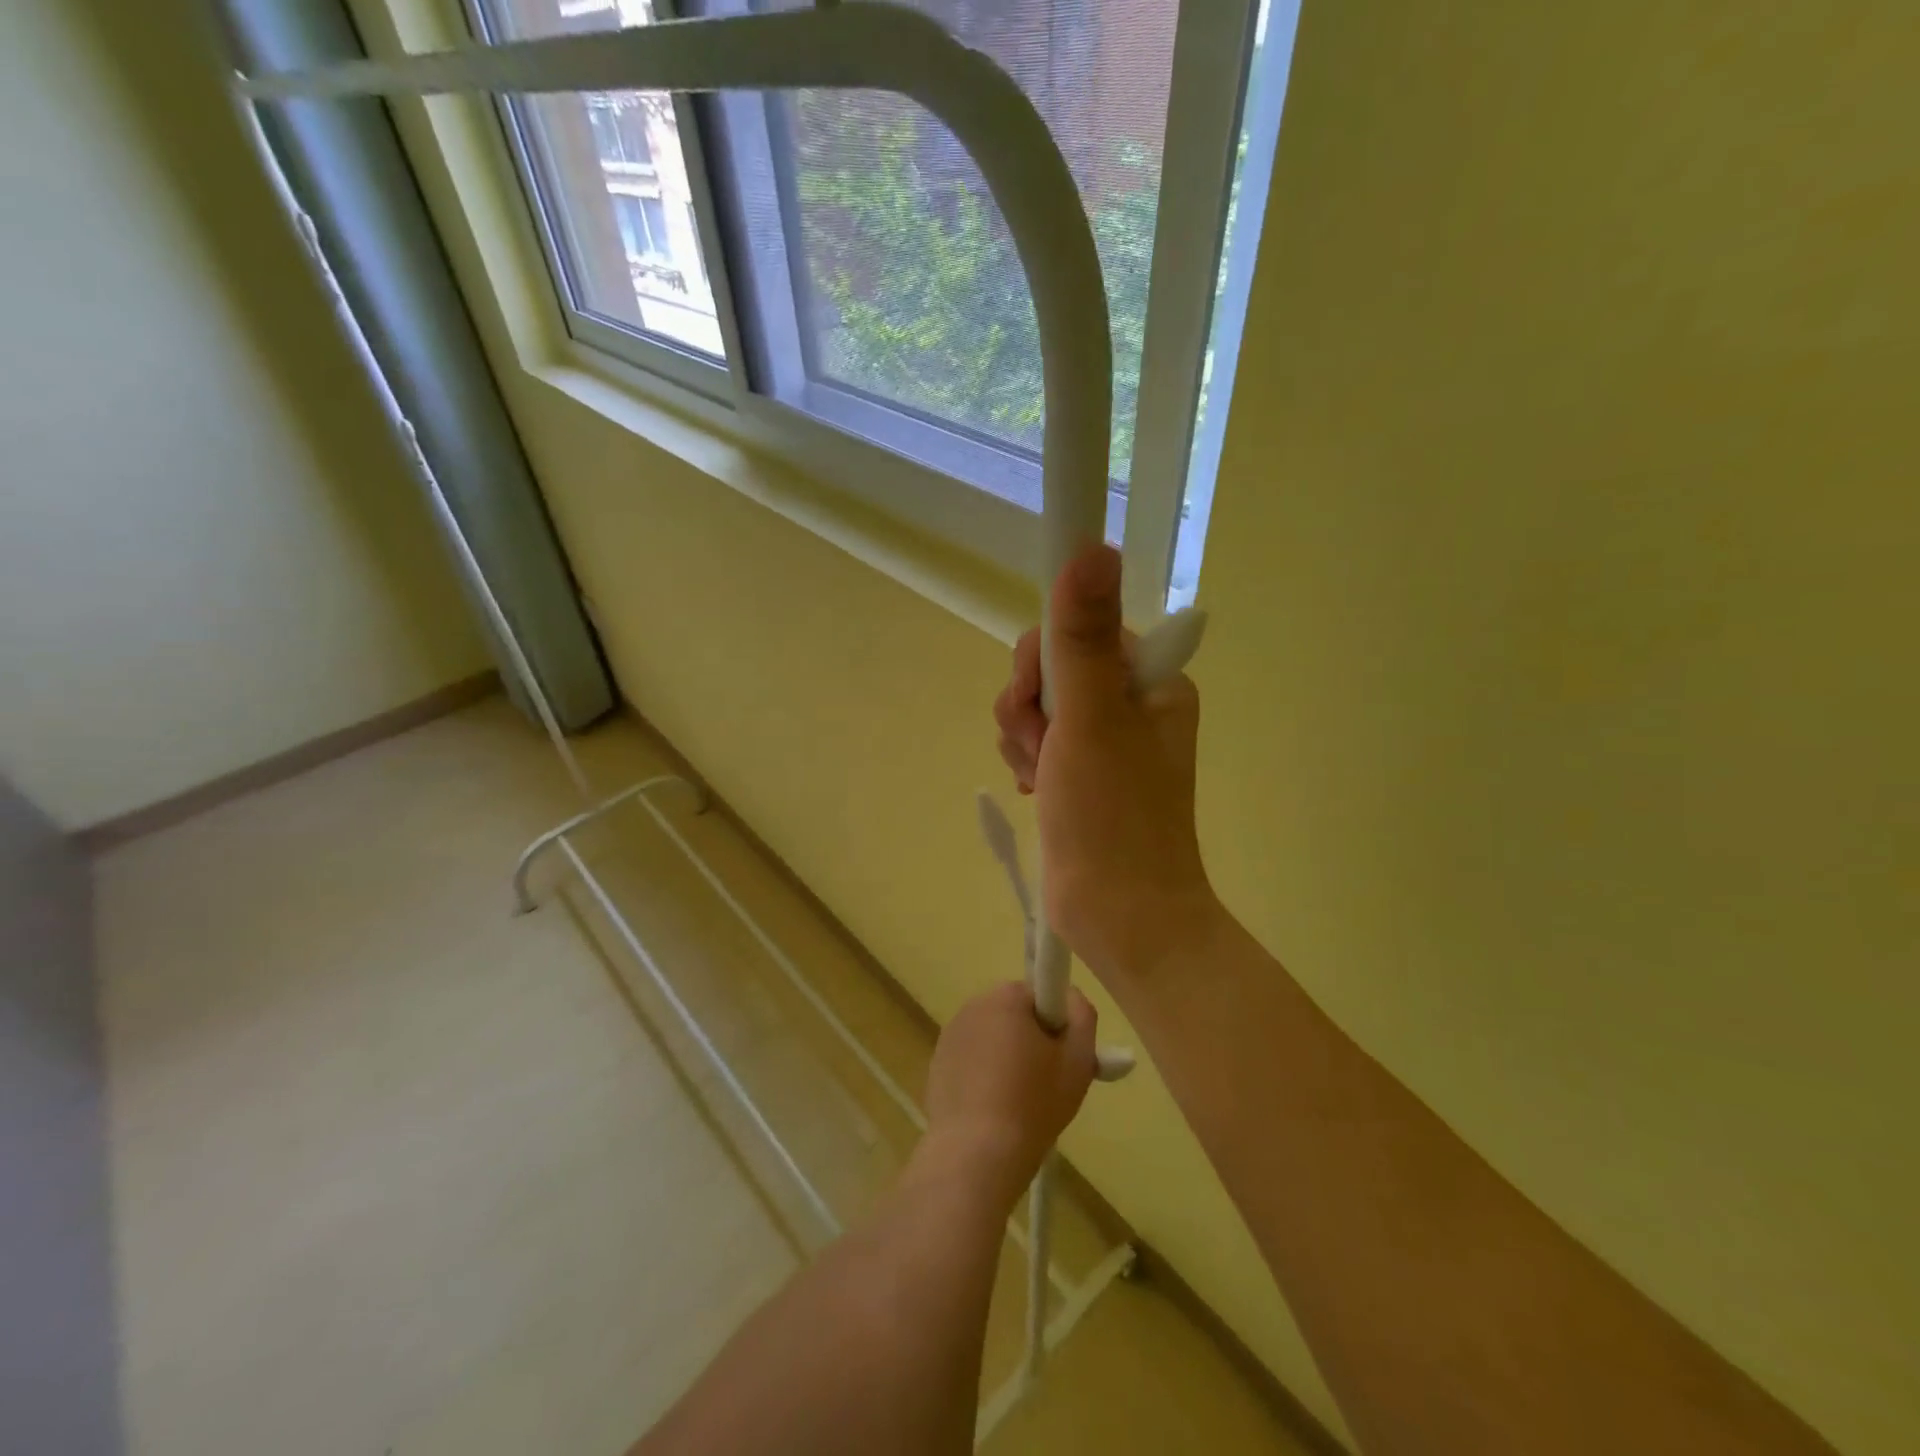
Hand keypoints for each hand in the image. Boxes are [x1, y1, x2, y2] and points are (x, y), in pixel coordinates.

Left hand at [920, 982, 1096, 1204]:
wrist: (976, 1155)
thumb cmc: (1034, 1103)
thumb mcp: (1078, 1059)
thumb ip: (1082, 1015)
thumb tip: (1069, 996)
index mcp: (1004, 997)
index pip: (1039, 994)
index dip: (1055, 1023)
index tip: (1061, 1056)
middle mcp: (972, 1006)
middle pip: (1014, 1015)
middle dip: (1031, 1040)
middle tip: (1046, 1082)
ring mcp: (950, 1036)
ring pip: (992, 1038)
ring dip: (1006, 1058)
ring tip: (1019, 1103)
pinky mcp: (937, 1065)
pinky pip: (971, 1061)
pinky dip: (984, 1078)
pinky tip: (993, 1112)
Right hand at [992, 545, 1220, 987]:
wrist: (1119, 915)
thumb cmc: (1111, 816)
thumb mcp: (1092, 718)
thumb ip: (1083, 635)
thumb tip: (1091, 546)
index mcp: (1151, 680)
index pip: (1080, 629)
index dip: (1045, 658)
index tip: (1040, 698)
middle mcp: (1131, 702)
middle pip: (1053, 667)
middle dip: (1031, 706)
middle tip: (1045, 748)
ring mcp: (1105, 739)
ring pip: (1038, 705)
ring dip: (1025, 737)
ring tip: (1043, 778)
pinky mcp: (1081, 772)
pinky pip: (1038, 740)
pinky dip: (1028, 760)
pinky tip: (1037, 789)